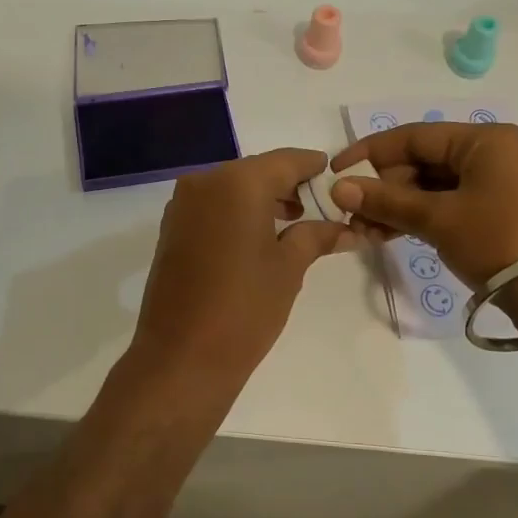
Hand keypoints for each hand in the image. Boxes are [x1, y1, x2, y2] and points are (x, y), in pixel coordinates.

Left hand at [127, 149, 356, 399]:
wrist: (182, 356)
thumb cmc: (245, 307)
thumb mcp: (289, 268)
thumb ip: (316, 235)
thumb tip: (346, 227)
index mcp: (237, 182)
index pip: (286, 161)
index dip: (313, 167)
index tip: (334, 175)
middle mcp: (204, 182)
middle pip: (256, 171)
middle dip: (287, 185)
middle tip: (318, 206)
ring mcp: (182, 206)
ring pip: (231, 188)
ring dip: (261, 199)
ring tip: (293, 223)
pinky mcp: (171, 229)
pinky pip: (211, 207)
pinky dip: (236, 213)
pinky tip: (256, 237)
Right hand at [328, 122, 517, 289]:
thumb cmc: (500, 241)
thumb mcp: (438, 219)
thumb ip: (386, 201)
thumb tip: (339, 188)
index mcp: (484, 140)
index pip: (413, 136)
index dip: (369, 153)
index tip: (336, 173)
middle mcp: (494, 154)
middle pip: (423, 161)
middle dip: (384, 188)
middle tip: (354, 217)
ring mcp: (500, 185)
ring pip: (434, 187)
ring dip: (399, 207)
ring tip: (368, 232)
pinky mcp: (502, 213)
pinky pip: (451, 205)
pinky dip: (422, 218)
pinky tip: (393, 235)